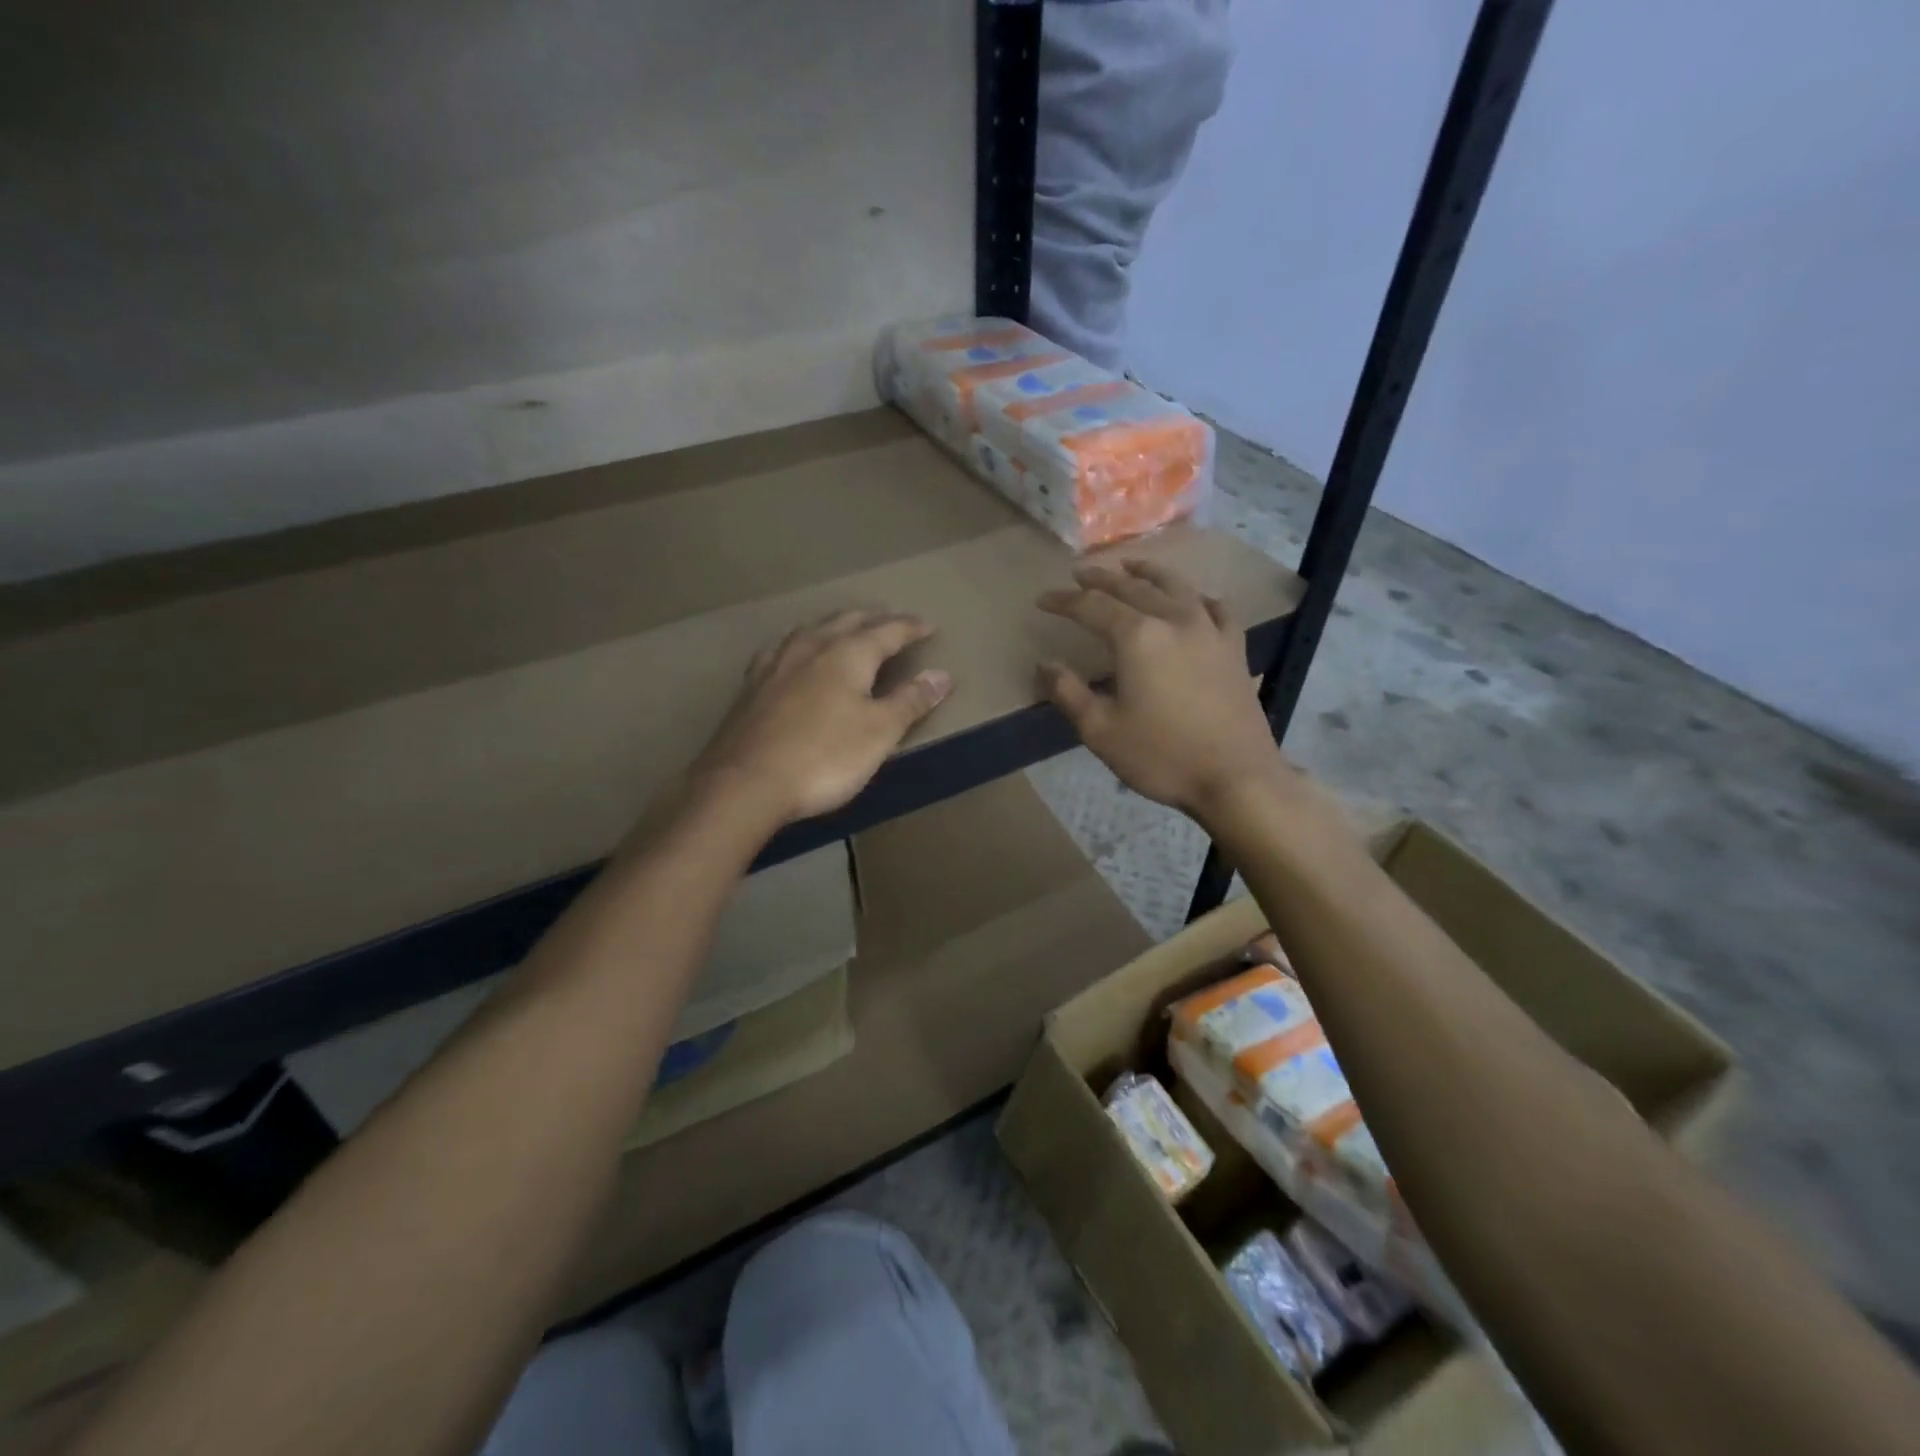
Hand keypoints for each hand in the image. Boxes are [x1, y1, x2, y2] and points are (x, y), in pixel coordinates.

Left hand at [689, 610, 951, 826]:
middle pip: (849, 621)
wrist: (746, 782)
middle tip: (893, 621)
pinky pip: (784, 648)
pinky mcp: (752, 683)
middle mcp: (812, 646)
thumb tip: (942, 675)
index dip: (911, 628)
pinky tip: (795, 653)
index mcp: (848, 653)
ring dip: (838, 625)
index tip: (929, 627)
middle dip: (875, 619)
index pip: (888, 631)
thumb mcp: (880, 733)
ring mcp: (777, 662)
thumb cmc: (824, 757)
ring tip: (848, 628)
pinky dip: (803, 643)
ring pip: (813, 629)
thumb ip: (911, 701)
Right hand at [1038, 561, 1285, 819]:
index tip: (1043, 600)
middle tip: (1079, 574)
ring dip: (1148, 573)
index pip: (1091, 606)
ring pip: (1175, 586)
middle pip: (1131, 587)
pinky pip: (1216, 608)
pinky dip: (1198, 597)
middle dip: (1101, 579)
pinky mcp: (1233, 648)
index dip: (1064, 601)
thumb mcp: (1101, 731)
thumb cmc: (1162, 756)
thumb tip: (1045, 666)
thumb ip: (1068, 693)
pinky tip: (1194, 600)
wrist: (1236, 777)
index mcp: (1137, 637)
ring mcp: (1209, 630)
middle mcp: (1173, 620)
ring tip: (1131, 566)